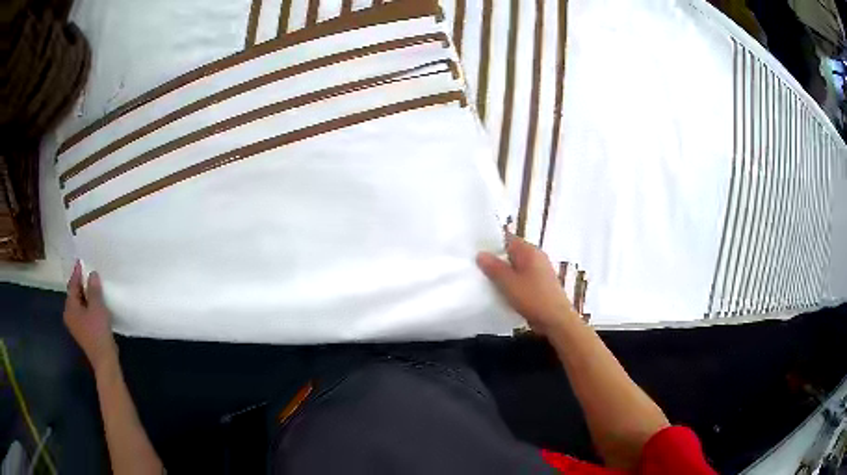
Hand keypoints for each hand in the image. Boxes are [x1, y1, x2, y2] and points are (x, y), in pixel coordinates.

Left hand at [64, 261, 116, 371]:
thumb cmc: (98, 332)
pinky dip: (87, 305)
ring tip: (92, 286)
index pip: (72, 285)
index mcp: (70, 307)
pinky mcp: (82, 332)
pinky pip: (82, 312)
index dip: (77, 273)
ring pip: (78, 304)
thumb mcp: (97, 307)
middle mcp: (69, 315)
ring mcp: (75, 325)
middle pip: (74, 294)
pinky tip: (94, 304)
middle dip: (80, 284)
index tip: (80, 261)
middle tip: (87, 272)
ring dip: (84, 295)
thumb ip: (94, 289)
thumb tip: (92, 274)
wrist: (104, 360)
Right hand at [476, 234, 576, 333]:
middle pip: (511, 253)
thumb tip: (480, 254)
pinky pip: (522, 278)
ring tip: (486, 281)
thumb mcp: (508, 283)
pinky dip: (512, 283)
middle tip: (476, 268)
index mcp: (529, 251)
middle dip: (495, 260)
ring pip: (516, 267)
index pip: (507, 239)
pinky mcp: (541, 284)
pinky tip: (502, 293)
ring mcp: (540, 270)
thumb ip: (493, 267)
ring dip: (504, 274)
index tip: (474, 251)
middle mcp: (536, 256)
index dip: (490, 244)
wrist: (556, 320)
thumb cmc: (533, 298)